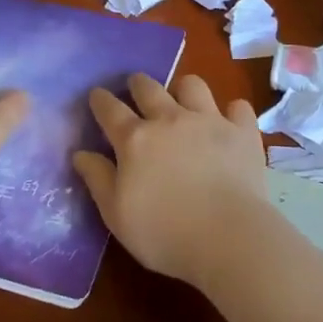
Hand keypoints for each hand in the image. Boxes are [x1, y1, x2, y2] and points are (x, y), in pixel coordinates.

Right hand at [72, 73, 267, 286]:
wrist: (228, 237)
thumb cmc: (163, 233)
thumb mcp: (116, 214)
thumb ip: (98, 179)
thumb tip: (80, 153)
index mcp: (135, 139)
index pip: (110, 109)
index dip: (100, 100)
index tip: (97, 95)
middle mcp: (170, 119)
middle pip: (148, 87)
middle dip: (138, 84)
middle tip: (135, 88)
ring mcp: (209, 121)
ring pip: (192, 85)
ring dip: (183, 89)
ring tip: (182, 100)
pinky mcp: (242, 132)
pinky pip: (237, 107)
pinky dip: (231, 111)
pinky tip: (229, 122)